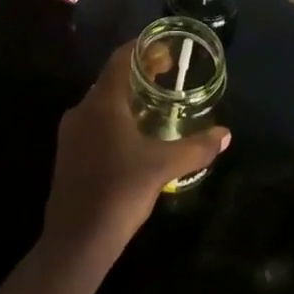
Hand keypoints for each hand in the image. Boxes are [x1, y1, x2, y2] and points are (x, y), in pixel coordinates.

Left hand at [41, 43, 230, 263]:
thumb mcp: (162, 168)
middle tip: (167, 76)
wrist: (74, 244)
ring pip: (101, 103)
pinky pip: (94, 123)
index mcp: (102, 102)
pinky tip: (133, 140)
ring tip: (154, 107)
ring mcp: (71, 133)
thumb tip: (225, 134)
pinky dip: (115, 119)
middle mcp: (82, 109)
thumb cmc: (119, 193)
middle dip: (139, 74)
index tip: (167, 50)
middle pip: (112, 79)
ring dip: (127, 98)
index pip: (121, 58)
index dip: (143, 49)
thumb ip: (195, 148)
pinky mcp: (68, 156)